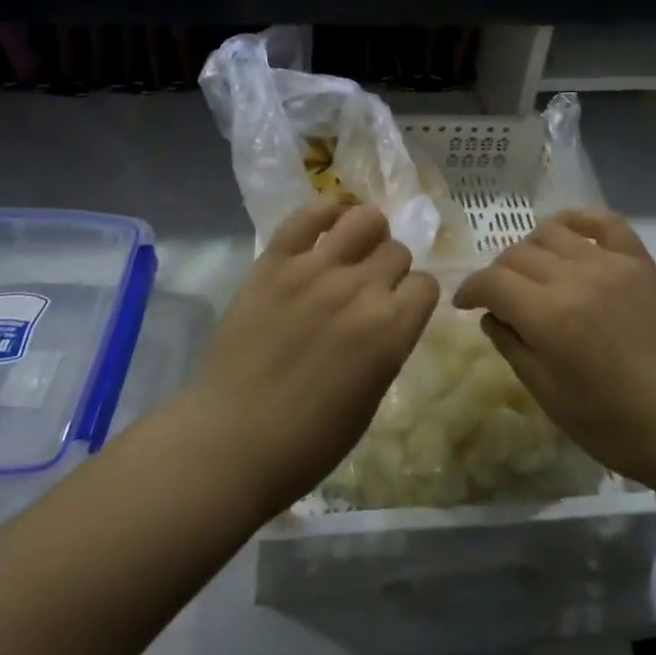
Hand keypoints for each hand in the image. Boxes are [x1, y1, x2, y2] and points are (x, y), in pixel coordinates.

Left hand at [184, 199, 439, 516]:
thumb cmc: (308, 442)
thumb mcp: (370, 399)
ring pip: (364, 220)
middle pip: (397, 251)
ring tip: (352, 251)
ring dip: (368, 234)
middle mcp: (360, 290)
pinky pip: (307, 215)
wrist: (229, 442)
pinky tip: (327, 224)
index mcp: (391, 330)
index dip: (415, 297)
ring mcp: (314, 270)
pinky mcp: (273, 262)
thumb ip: (388, 346)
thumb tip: (389, 315)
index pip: (426, 285)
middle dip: (391, 269)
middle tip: (369, 289)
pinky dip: (324, 212)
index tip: (400, 308)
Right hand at [454, 208, 655, 497]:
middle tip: (502, 298)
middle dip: (498, 274)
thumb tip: (491, 315)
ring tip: (535, 272)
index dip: (470, 289)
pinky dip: (579, 219)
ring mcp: (612, 264)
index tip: (465, 303)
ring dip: (531, 248)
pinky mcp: (641, 262)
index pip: (492, 282)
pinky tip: (569, 233)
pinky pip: (605, 221)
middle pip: (517, 254)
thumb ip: (513, 347)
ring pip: (552, 232)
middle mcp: (576, 278)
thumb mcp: (549, 397)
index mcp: (549, 316)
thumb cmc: (616, 425)